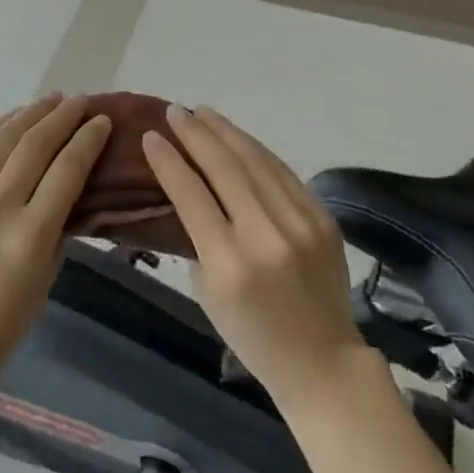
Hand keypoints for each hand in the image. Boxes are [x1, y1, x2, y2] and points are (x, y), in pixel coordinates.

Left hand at [0, 95, 111, 405]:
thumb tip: (71, 177)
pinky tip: (13, 117)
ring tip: (52, 99)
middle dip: (63, 116)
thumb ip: (61, 220)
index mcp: (31, 233)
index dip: (88, 139)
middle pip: (35, 145)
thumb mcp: (49, 269)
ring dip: (31, 113)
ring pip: (2, 139)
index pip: (67, 169)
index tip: (102, 120)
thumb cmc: (10, 315)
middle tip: (81, 100)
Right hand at [143, 106, 368, 408]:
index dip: (169, 162)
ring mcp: (300, 224)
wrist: (322, 361)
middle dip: (196, 135)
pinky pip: (284, 173)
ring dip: (227, 132)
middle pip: (225, 169)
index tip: (151, 136)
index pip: (193, 196)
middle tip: (175, 111)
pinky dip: (257, 150)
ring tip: (203, 113)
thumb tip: (189, 192)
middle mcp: (266, 237)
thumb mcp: (209, 294)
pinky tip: (239, 137)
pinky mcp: (322, 218)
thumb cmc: (253, 336)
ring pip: (257, 162)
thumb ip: (198, 240)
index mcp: (231, 265)